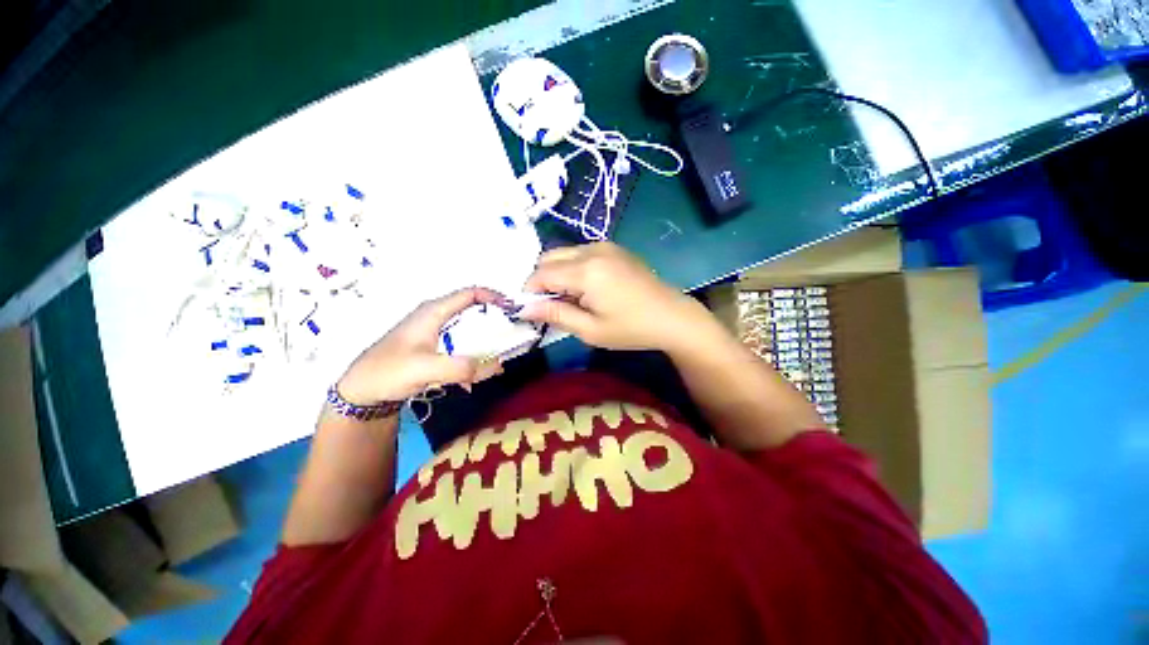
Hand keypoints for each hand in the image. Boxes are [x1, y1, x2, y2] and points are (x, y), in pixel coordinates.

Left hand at [337, 287, 507, 403]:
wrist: (359, 392)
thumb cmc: (388, 372)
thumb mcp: (426, 369)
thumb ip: (462, 367)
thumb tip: (497, 365)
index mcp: (434, 311)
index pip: (471, 293)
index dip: (494, 297)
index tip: (514, 310)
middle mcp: (436, 316)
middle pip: (473, 310)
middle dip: (495, 321)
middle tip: (513, 335)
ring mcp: (435, 332)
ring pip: (469, 329)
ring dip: (486, 342)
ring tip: (499, 358)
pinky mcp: (433, 347)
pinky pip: (461, 346)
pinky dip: (473, 356)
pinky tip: (475, 376)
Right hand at [520, 243, 718, 352]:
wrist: (672, 316)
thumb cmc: (631, 329)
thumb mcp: (590, 330)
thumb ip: (555, 315)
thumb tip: (524, 308)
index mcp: (586, 271)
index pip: (541, 273)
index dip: (530, 290)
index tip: (531, 309)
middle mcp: (592, 250)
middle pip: (549, 257)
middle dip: (542, 280)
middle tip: (552, 306)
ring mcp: (605, 246)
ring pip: (564, 253)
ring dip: (557, 273)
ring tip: (571, 299)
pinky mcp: (614, 248)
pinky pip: (580, 253)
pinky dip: (573, 268)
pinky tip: (586, 288)